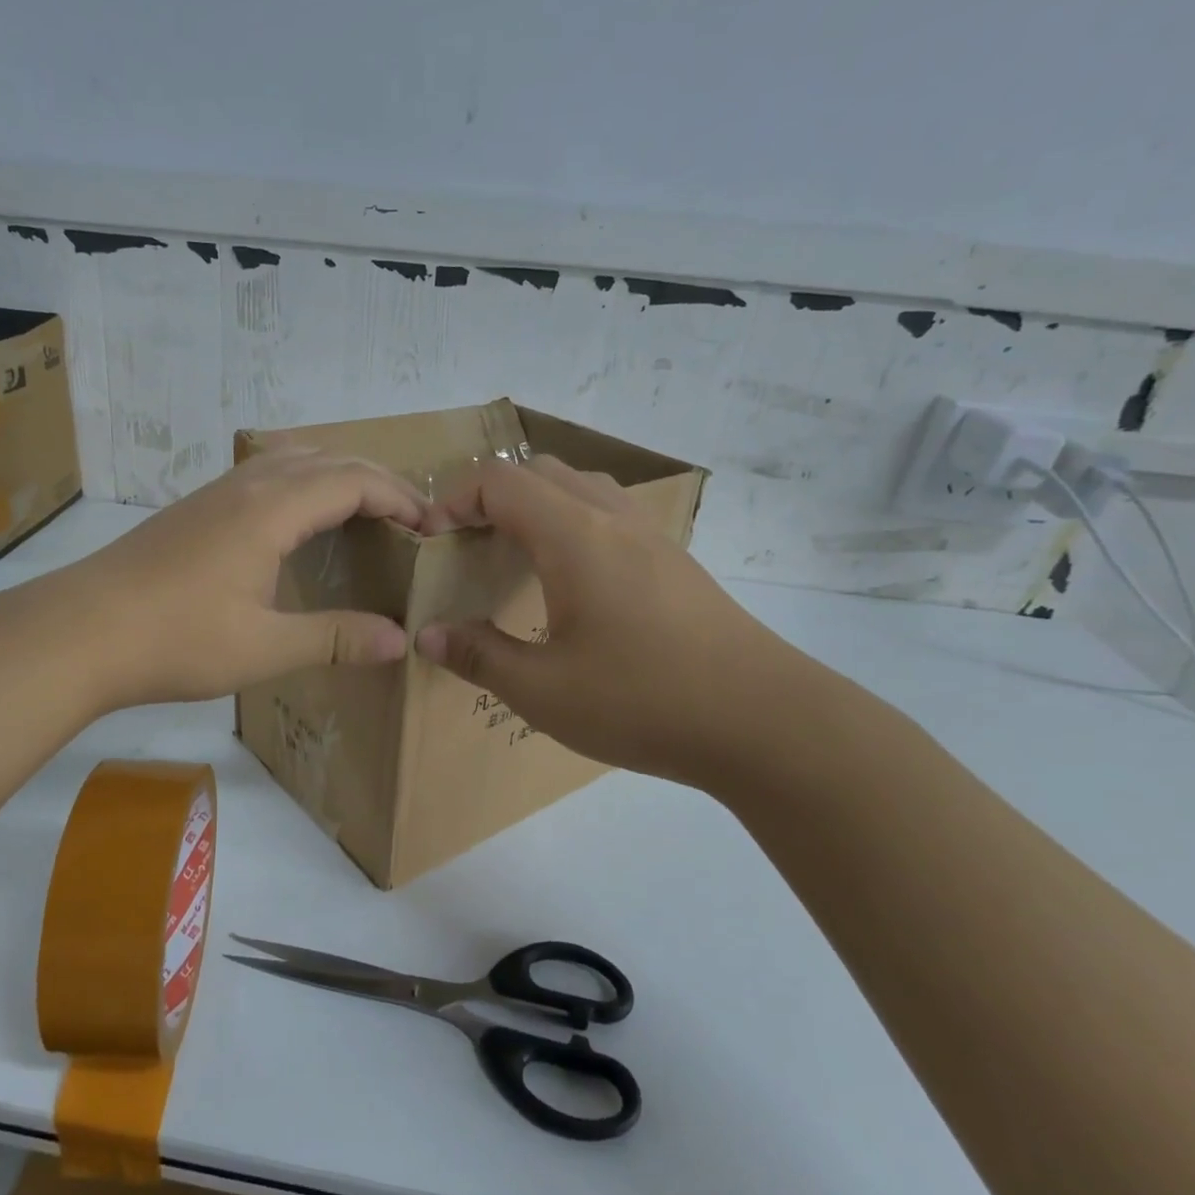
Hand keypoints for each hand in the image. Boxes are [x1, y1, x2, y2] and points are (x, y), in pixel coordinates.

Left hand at [32, 449, 423, 710]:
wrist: (79, 631)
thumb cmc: (176, 639)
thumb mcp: (265, 647)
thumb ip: (336, 637)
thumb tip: (400, 640)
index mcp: (271, 509)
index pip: (354, 480)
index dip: (399, 498)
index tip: (430, 529)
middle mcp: (248, 485)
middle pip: (328, 458)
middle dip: (377, 480)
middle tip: (409, 519)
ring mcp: (216, 492)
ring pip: (293, 457)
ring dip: (338, 473)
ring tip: (364, 511)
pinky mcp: (196, 507)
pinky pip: (266, 472)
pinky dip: (303, 482)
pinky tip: (299, 520)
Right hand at [415, 456, 825, 793]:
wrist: (765, 721)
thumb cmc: (642, 700)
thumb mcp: (543, 691)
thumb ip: (478, 657)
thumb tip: (429, 635)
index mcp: (574, 536)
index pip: (500, 481)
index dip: (454, 501)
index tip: (433, 544)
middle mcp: (613, 519)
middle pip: (540, 472)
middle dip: (491, 497)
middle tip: (468, 548)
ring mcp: (653, 538)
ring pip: (581, 489)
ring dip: (536, 507)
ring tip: (515, 559)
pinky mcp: (676, 563)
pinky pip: (611, 517)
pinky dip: (573, 526)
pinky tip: (572, 586)